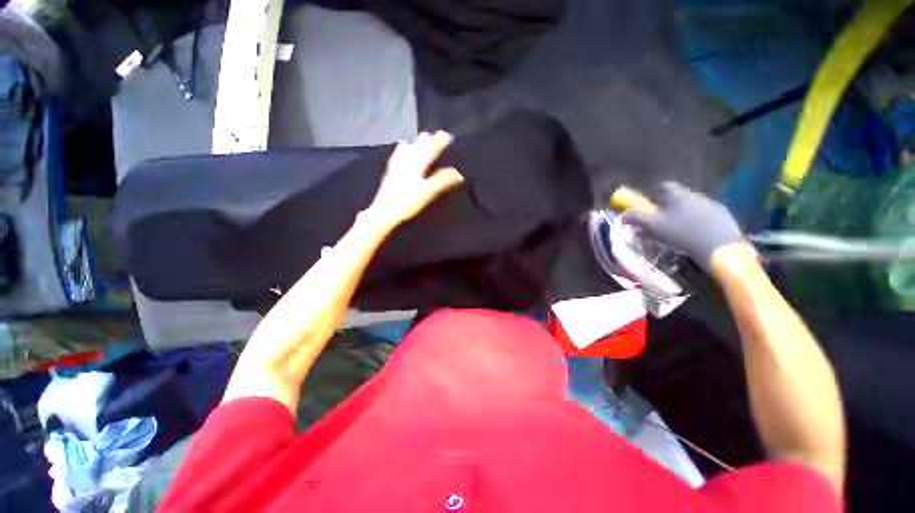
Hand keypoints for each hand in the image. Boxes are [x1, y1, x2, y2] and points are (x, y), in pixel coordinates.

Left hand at [367, 131, 464, 227]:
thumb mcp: (428, 191)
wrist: (385, 212)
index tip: (446, 135)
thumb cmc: (408, 202)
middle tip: (429, 134)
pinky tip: (396, 157)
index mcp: (416, 166)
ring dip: (410, 147)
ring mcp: (395, 170)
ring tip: (411, 141)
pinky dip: (398, 155)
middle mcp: (405, 164)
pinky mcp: (389, 177)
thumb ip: (443, 181)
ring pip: (404, 154)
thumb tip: (459, 173)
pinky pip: (395, 161)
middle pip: (416, 150)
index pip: (430, 152)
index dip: (438, 144)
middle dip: (424, 142)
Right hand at [626, 182, 745, 269]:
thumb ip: (636, 218)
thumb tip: (623, 215)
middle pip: (679, 195)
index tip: (649, 204)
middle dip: (669, 204)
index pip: (664, 186)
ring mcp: (712, 204)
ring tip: (680, 229)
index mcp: (677, 195)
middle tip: (662, 219)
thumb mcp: (653, 227)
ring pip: (693, 205)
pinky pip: (707, 214)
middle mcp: (695, 195)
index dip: (654, 193)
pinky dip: (700, 220)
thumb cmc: (681, 234)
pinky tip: (697, 233)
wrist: (719, 247)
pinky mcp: (724, 215)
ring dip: (685, 213)